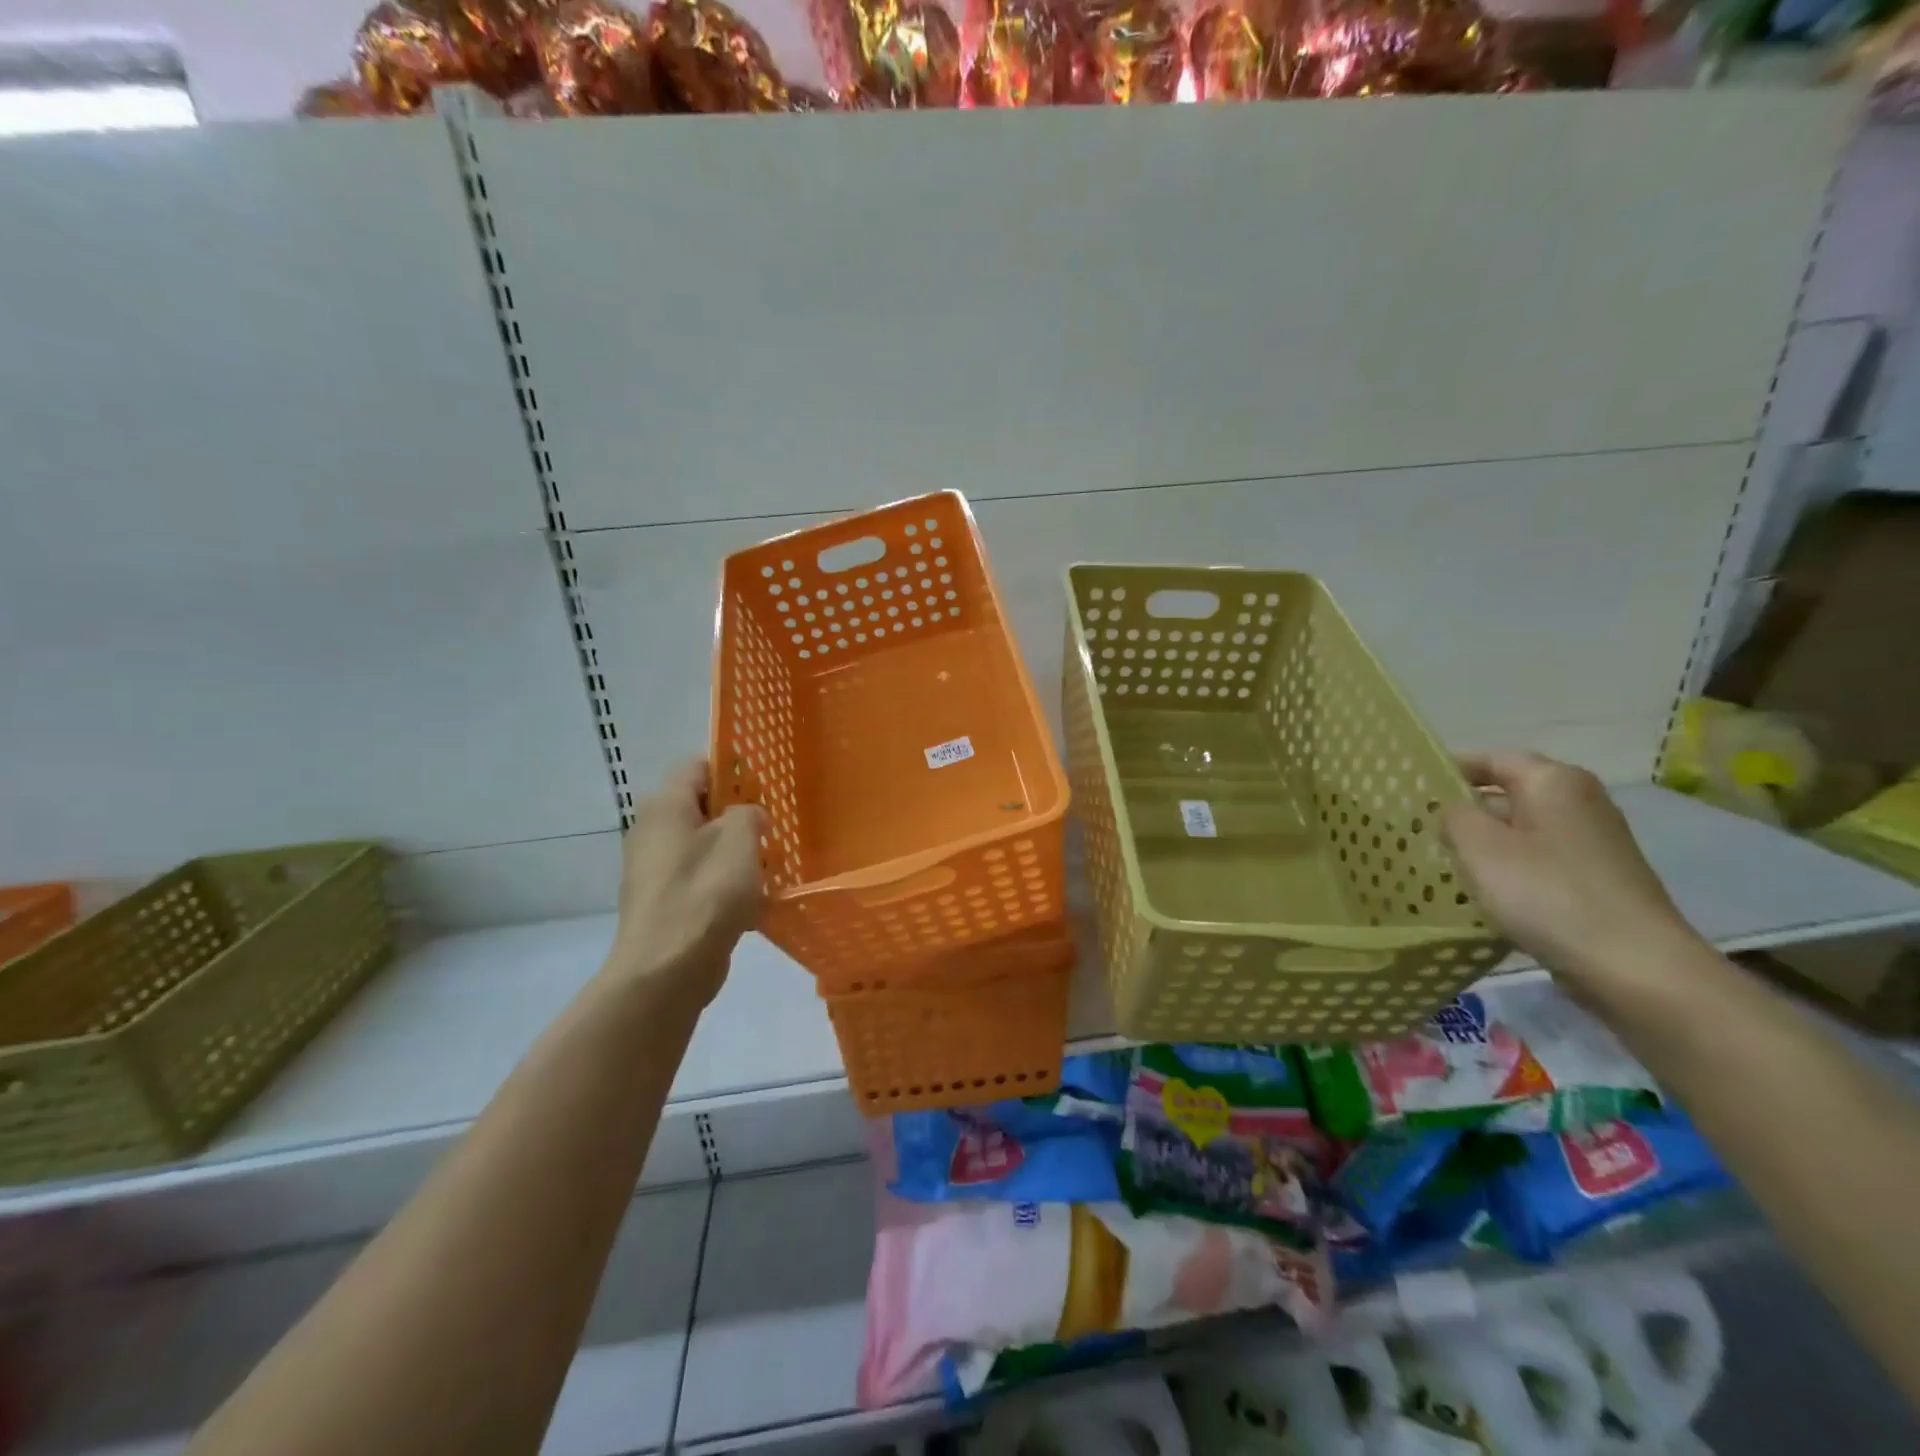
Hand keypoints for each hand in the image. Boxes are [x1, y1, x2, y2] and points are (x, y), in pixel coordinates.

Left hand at [605, 759, 764, 1008]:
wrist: (666, 971)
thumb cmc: (705, 894)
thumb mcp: (740, 840)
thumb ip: (749, 814)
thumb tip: (747, 816)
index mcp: (666, 806)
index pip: (697, 766)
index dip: (732, 768)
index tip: (765, 784)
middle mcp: (652, 831)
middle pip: (700, 807)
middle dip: (738, 813)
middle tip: (772, 825)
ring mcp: (653, 870)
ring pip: (702, 845)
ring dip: (735, 851)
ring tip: (769, 863)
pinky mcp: (663, 902)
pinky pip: (699, 878)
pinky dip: (723, 883)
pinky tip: (752, 900)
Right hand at [1441, 751, 1702, 989]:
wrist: (1636, 968)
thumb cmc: (1547, 893)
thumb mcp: (1478, 846)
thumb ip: (1453, 816)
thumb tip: (1452, 811)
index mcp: (1553, 781)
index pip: (1491, 759)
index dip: (1449, 770)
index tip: (1412, 791)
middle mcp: (1581, 802)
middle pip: (1508, 794)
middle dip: (1465, 811)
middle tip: (1419, 831)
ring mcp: (1594, 844)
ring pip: (1522, 832)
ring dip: (1485, 846)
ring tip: (1444, 865)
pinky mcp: (1598, 881)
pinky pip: (1540, 863)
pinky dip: (1510, 872)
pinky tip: (1485, 897)